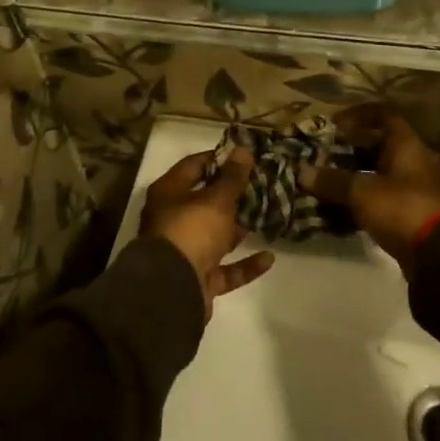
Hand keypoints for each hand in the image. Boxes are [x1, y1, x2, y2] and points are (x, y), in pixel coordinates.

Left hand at [140, 145, 274, 319]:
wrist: (171, 291)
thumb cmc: (191, 231)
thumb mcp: (216, 199)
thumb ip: (232, 177)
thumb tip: (243, 149)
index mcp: (169, 193)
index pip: (194, 166)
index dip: (219, 159)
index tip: (246, 157)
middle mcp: (173, 219)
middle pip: (206, 202)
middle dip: (234, 196)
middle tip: (264, 186)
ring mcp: (185, 251)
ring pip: (216, 235)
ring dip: (240, 229)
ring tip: (269, 217)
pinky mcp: (197, 279)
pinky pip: (225, 269)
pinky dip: (245, 264)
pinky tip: (270, 258)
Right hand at [307, 104, 439, 274]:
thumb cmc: (401, 208)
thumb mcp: (362, 192)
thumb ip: (332, 180)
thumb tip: (302, 171)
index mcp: (405, 145)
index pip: (383, 115)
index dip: (358, 115)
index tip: (334, 125)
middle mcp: (411, 161)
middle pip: (378, 147)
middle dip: (349, 150)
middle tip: (322, 156)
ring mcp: (412, 189)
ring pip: (378, 175)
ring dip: (353, 178)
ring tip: (324, 184)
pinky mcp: (410, 215)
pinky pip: (380, 200)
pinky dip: (361, 203)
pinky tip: (338, 212)